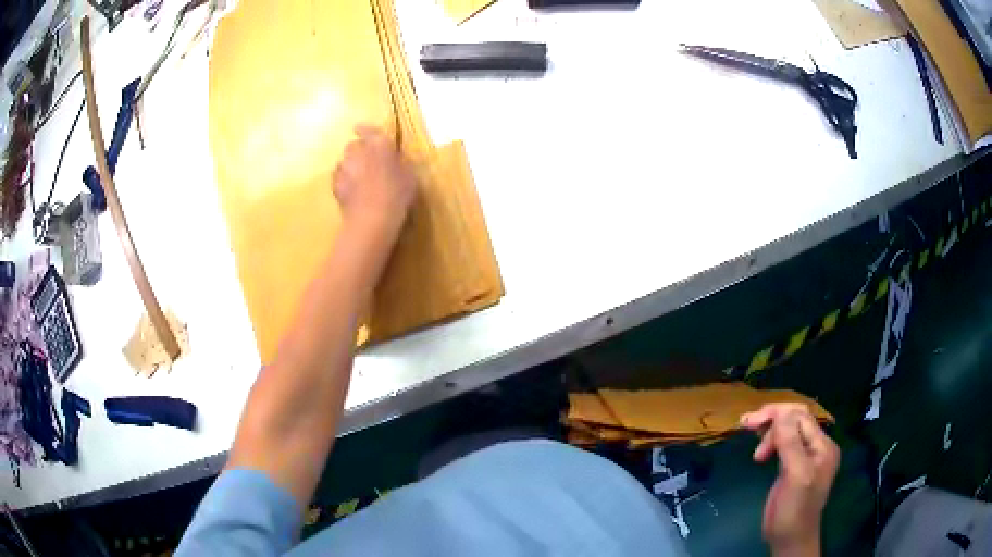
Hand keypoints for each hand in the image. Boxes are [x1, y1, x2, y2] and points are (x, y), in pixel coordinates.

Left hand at [333, 125, 416, 242]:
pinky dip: (345, 181)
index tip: (363, 130)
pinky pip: (340, 177)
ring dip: (352, 166)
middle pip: (355, 145)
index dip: (367, 130)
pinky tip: (354, 192)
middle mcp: (357, 151)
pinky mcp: (334, 185)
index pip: (369, 130)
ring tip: (361, 179)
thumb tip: (395, 160)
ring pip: (346, 161)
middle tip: (371, 162)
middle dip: (360, 151)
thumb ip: (400, 163)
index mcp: (378, 144)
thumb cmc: (396, 195)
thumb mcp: (409, 176)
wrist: (371, 219)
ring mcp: (343, 167)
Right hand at [740, 403, 839, 556]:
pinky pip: (784, 445)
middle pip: (795, 420)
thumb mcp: (796, 475)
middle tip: (746, 424)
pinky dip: (771, 442)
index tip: (751, 422)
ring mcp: (805, 458)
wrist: (789, 540)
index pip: (801, 417)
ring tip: (754, 444)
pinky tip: (760, 450)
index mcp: (822, 446)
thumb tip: (779, 413)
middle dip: (772, 419)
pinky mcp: (792, 469)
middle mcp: (816, 447)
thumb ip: (790, 443)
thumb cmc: (794, 509)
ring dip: (769, 432)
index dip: (777, 414)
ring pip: (788, 431)